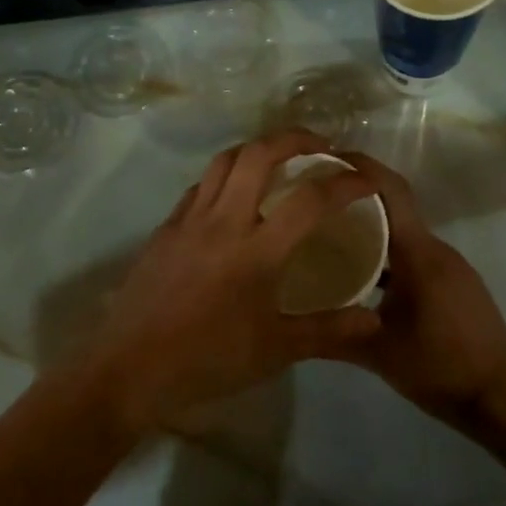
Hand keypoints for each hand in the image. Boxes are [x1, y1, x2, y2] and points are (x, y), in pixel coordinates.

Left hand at [80, 131, 384, 434]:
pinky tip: (232, 194)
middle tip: (320, 146)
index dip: (345, 183)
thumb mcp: (276, 350)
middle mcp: (224, 220)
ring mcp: (190, 219)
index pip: (310, 200)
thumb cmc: (208, 360)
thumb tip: (374, 320)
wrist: (131, 366)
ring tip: (278, 158)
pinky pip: (200, 185)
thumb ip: (328, 330)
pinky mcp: (166, 227)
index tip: (365, 179)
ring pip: (224, 160)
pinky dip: (224, 175)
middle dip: (295, 138)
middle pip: (260, 154)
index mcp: (257, 250)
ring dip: (256, 148)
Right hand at [321, 152, 505, 434]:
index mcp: (419, 254)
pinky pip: (417, 254)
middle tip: (314, 199)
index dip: (361, 168)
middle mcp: (438, 250)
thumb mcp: (376, 352)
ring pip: (405, 233)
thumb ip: (333, 331)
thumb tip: (288, 321)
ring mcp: (452, 267)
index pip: (390, 191)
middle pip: (394, 207)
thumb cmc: (439, 368)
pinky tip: (364, 274)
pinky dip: (389, 252)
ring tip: (330, 235)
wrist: (503, 402)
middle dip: (356, 197)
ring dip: (372, 228)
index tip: (326, 157)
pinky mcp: (457, 285)